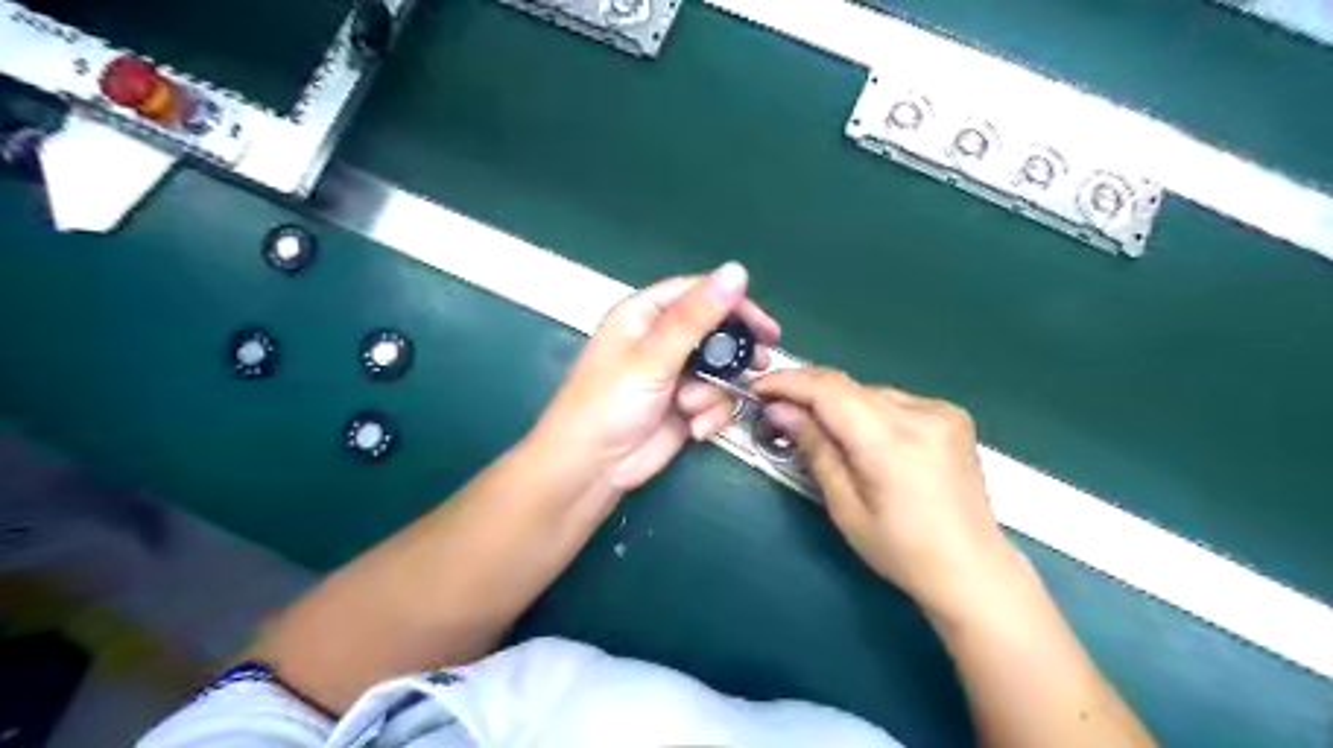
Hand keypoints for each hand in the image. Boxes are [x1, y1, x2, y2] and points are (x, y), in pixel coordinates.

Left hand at [536, 265, 782, 492]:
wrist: (592, 469)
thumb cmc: (610, 404)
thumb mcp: (653, 357)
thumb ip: (696, 317)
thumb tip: (737, 270)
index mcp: (645, 315)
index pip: (698, 294)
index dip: (734, 304)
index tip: (766, 326)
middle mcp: (662, 340)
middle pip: (715, 332)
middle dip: (735, 353)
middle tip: (759, 363)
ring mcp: (675, 375)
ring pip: (720, 371)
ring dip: (715, 392)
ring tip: (693, 408)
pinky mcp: (684, 407)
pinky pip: (715, 401)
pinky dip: (710, 415)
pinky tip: (694, 428)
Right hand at [754, 368, 1017, 619]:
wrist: (972, 569)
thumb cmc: (901, 550)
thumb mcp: (845, 507)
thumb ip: (814, 449)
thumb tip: (780, 411)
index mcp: (890, 442)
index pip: (829, 391)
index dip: (788, 382)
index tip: (758, 387)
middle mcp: (920, 415)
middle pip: (848, 386)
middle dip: (808, 392)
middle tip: (778, 409)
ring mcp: (941, 411)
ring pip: (869, 391)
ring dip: (838, 403)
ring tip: (819, 427)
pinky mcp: (951, 415)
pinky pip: (894, 400)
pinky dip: (868, 410)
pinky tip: (863, 436)